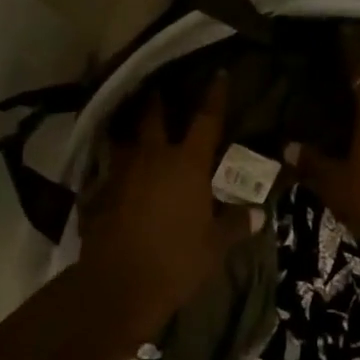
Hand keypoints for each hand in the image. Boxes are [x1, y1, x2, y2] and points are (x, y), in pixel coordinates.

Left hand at [77, 73, 253, 346]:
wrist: (118, 285)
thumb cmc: (176, 261)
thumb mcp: (214, 246)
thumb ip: (236, 224)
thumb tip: (260, 213)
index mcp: (187, 163)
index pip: (206, 120)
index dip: (214, 96)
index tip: (218, 73)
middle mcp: (152, 157)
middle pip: (153, 116)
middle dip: (157, 100)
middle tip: (159, 88)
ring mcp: (121, 171)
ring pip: (124, 138)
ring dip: (130, 131)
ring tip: (133, 128)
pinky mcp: (98, 191)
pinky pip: (108, 169)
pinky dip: (114, 166)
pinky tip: (117, 175)